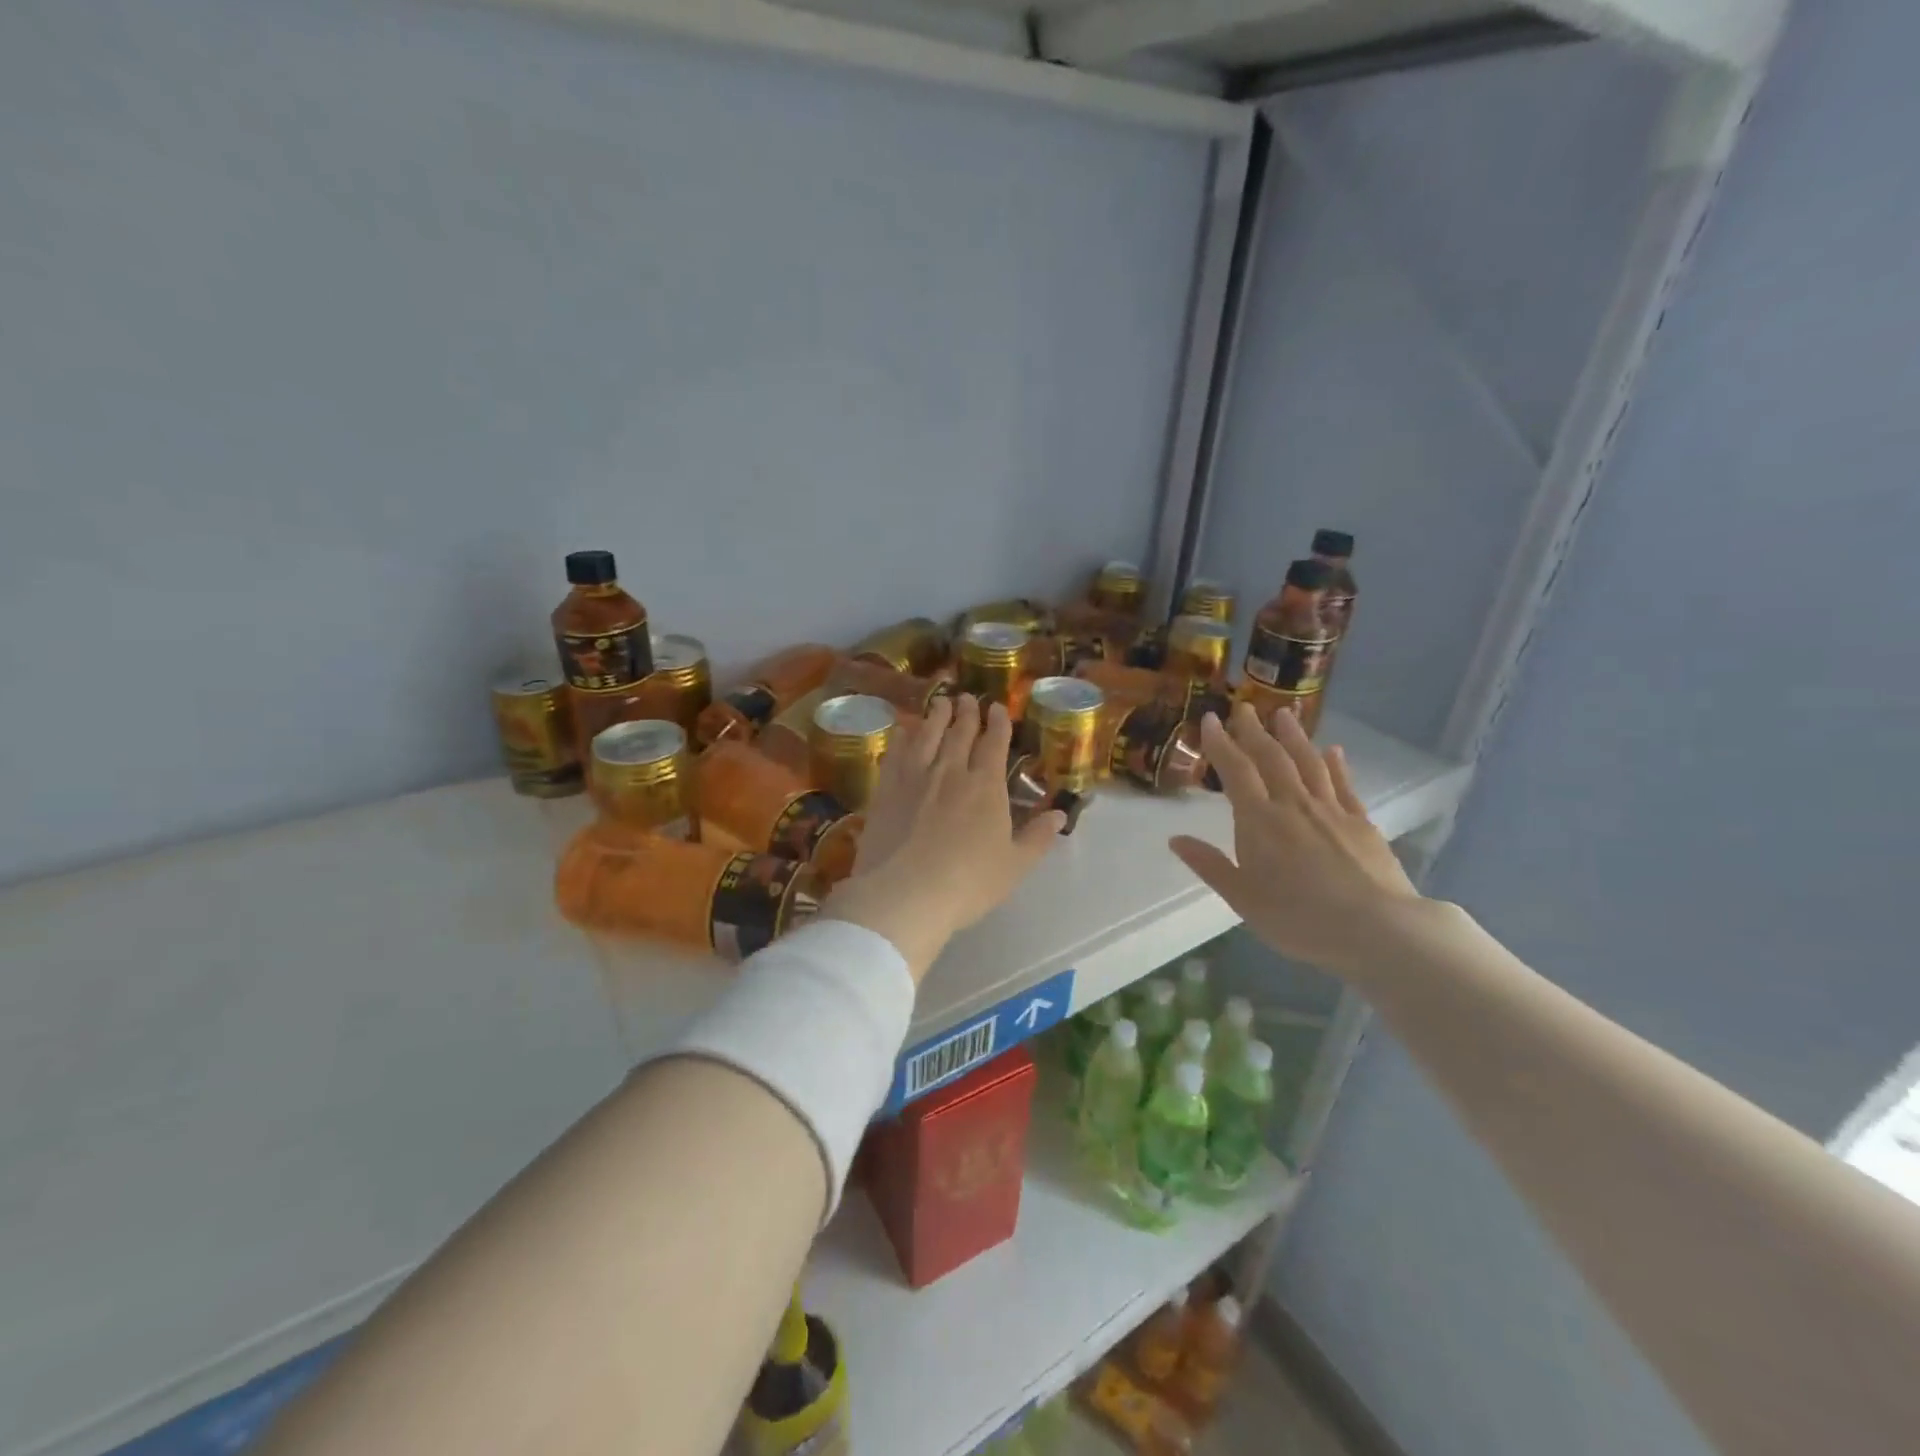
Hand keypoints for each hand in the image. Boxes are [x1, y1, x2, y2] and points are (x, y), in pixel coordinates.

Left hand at [822, 694, 1065, 980]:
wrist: (906, 893)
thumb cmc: (969, 882)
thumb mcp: (1015, 865)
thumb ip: (1038, 836)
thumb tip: (1060, 813)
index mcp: (986, 786)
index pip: (994, 744)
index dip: (998, 723)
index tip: (997, 708)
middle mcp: (951, 771)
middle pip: (960, 733)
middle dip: (967, 712)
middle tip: (967, 698)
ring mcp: (915, 776)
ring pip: (927, 735)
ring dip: (936, 716)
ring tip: (940, 702)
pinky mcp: (886, 788)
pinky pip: (895, 753)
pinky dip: (902, 737)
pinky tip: (902, 731)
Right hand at [1169, 702, 1420, 978]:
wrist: (1377, 930)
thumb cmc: (1300, 919)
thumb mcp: (1243, 899)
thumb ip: (1210, 865)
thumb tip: (1175, 839)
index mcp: (1259, 821)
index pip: (1236, 770)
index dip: (1220, 743)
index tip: (1209, 719)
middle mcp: (1293, 804)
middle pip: (1271, 757)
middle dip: (1254, 730)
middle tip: (1243, 707)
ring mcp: (1331, 810)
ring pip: (1308, 763)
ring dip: (1293, 736)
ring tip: (1284, 713)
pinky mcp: (1362, 823)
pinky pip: (1344, 784)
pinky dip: (1335, 765)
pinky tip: (1333, 751)